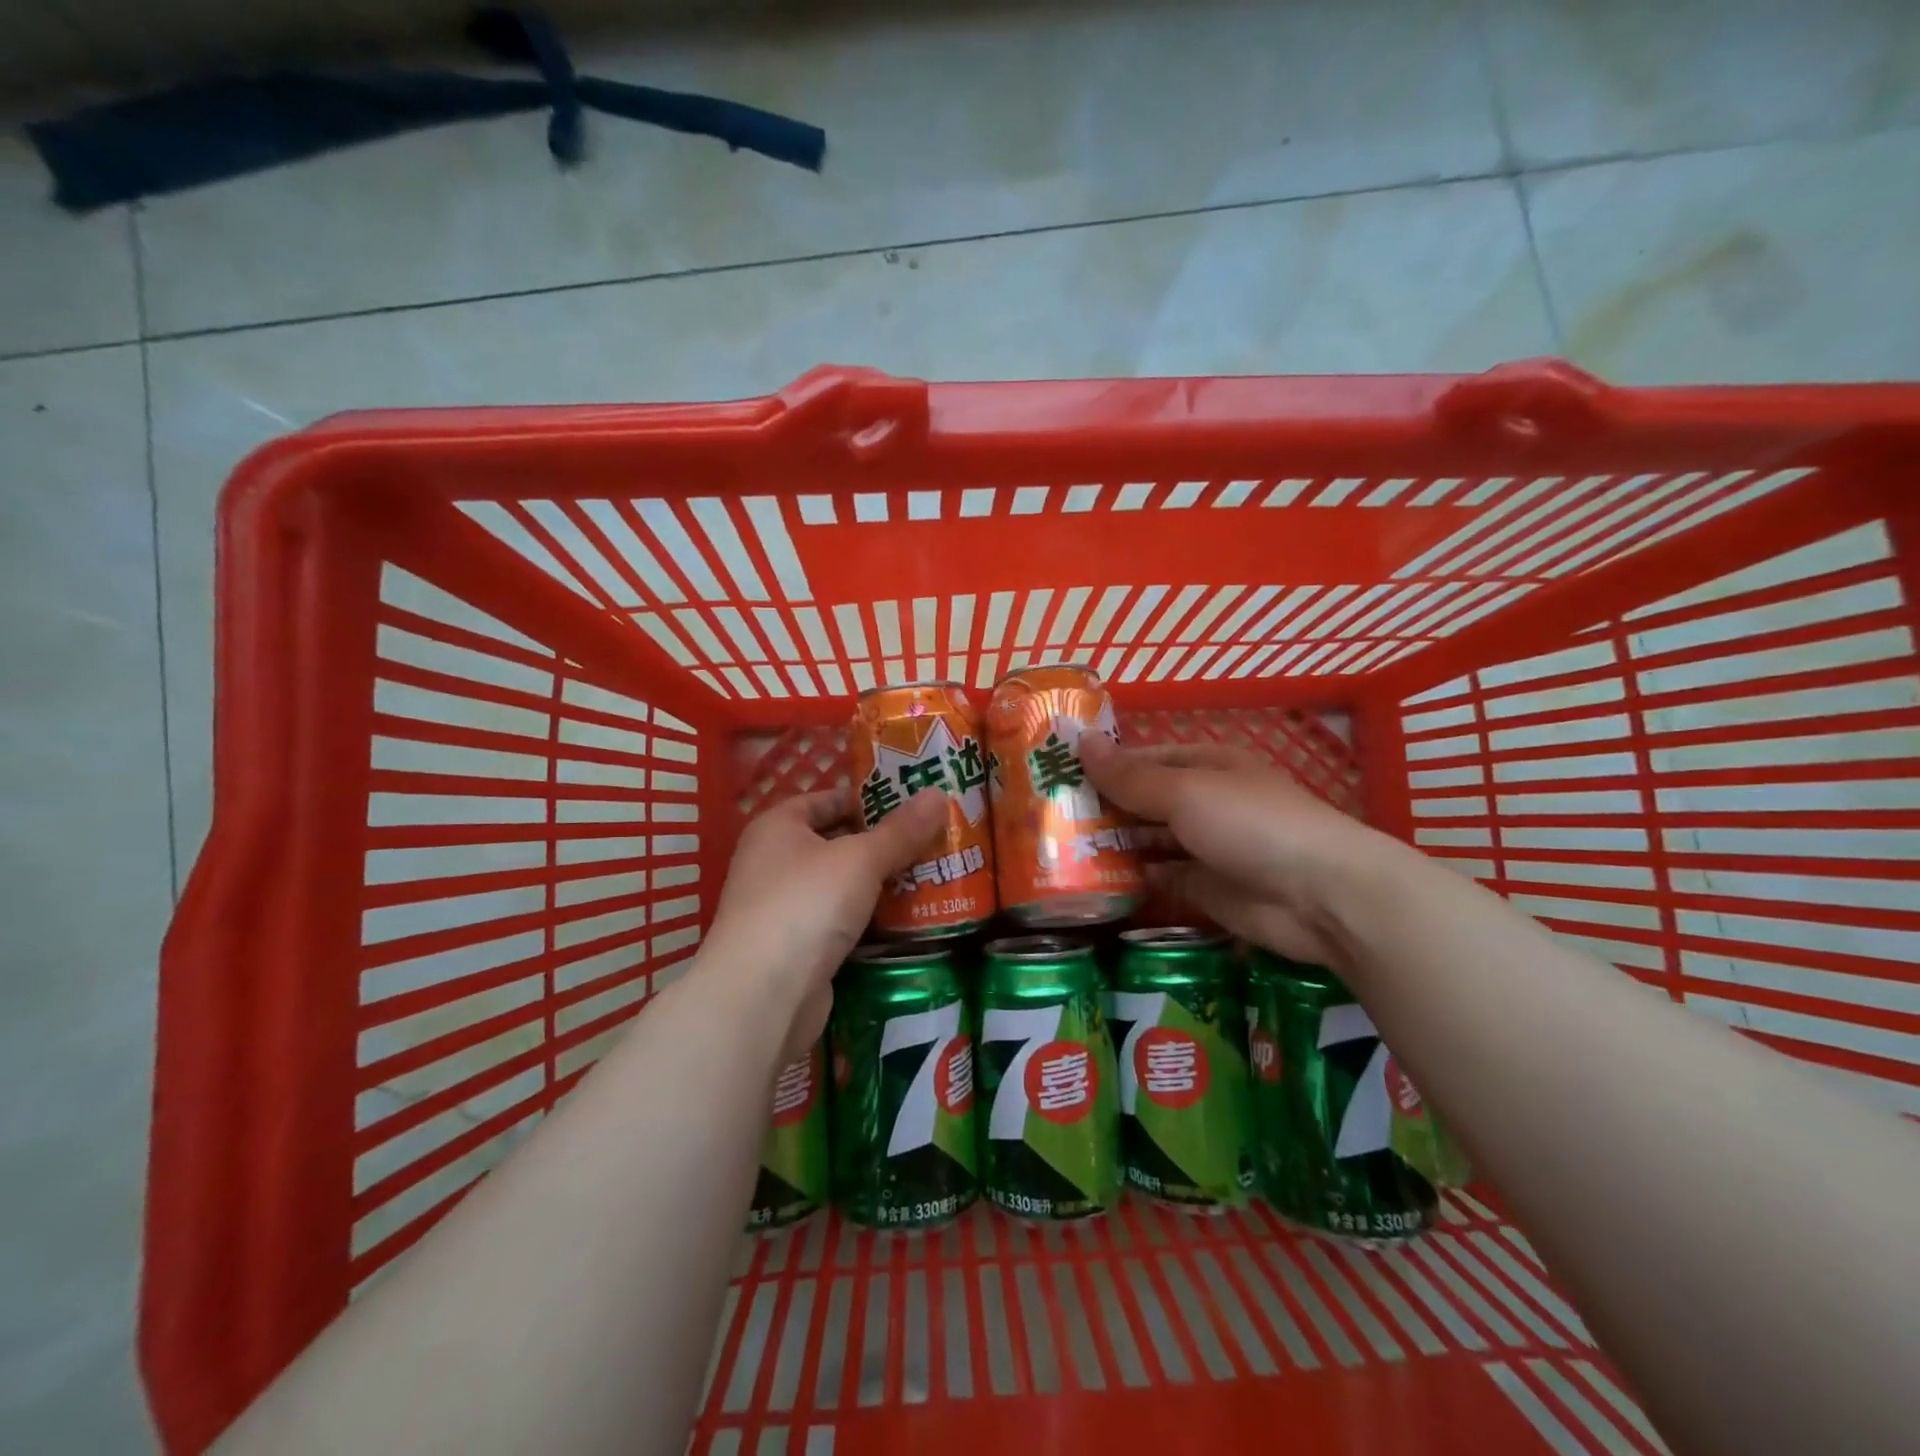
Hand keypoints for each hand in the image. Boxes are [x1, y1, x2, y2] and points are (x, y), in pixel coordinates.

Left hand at [701, 788, 948, 1063]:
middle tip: (932, 842)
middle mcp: (773, 862)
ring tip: (930, 878)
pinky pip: (839, 923)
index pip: (825, 799)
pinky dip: (868, 921)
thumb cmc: (807, 904)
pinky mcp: (795, 949)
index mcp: (777, 827)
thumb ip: (901, 831)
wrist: (763, 996)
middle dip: (882, 845)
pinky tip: (907, 922)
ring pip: (840, 887)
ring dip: (879, 885)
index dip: (866, 798)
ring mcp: (782, 908)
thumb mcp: (861, 859)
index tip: (911, 804)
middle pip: (836, 843)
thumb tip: (939, 794)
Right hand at [1081, 737, 1395, 968]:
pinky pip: (1158, 877)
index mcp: (1204, 764)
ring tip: (1056, 852)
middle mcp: (1203, 801)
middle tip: (1044, 820)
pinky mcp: (1204, 888)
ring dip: (1111, 844)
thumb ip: (1131, 776)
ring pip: (1147, 840)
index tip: (1054, 777)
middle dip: (1100, 808)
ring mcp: (1204, 846)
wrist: (1322, 897)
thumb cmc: (1251, 824)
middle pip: (1142, 800)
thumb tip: (1081, 741)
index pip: (1142, 759)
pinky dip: (1130, 879)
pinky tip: (1092, 883)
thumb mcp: (1185, 791)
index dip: (1102, 766)